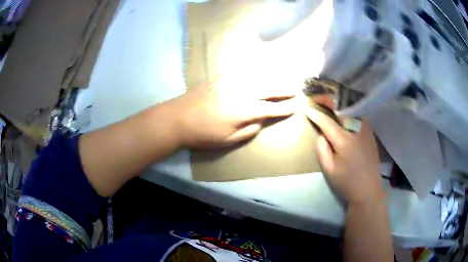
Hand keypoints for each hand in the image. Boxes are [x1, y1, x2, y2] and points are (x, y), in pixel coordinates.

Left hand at [171, 80, 294, 147]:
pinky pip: (244, 70)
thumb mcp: (228, 140)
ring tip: (284, 77)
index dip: (286, 108)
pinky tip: (262, 69)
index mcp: (244, 110)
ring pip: (259, 76)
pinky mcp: (222, 76)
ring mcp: (231, 81)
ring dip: (274, 77)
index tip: (297, 105)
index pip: (272, 108)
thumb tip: (262, 118)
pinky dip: (257, 70)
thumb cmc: (203, 134)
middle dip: (285, 88)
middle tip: (296, 88)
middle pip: (269, 88)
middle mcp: (241, 92)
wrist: (178, 118)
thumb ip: (250, 129)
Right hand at [303, 108, 384, 205]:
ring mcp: (366, 130)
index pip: (326, 122)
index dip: (315, 114)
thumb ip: (322, 149)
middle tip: (318, 98)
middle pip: (342, 108)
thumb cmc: (347, 183)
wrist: (368, 190)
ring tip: (332, 101)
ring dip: (341, 102)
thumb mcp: (329, 170)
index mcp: (344, 141)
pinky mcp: (371, 133)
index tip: (305, 107)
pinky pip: (361, 115)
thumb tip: (321, 133)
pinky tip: (346, 111)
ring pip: (354, 108)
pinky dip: (352, 109)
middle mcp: (356, 131)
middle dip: (328, 100)